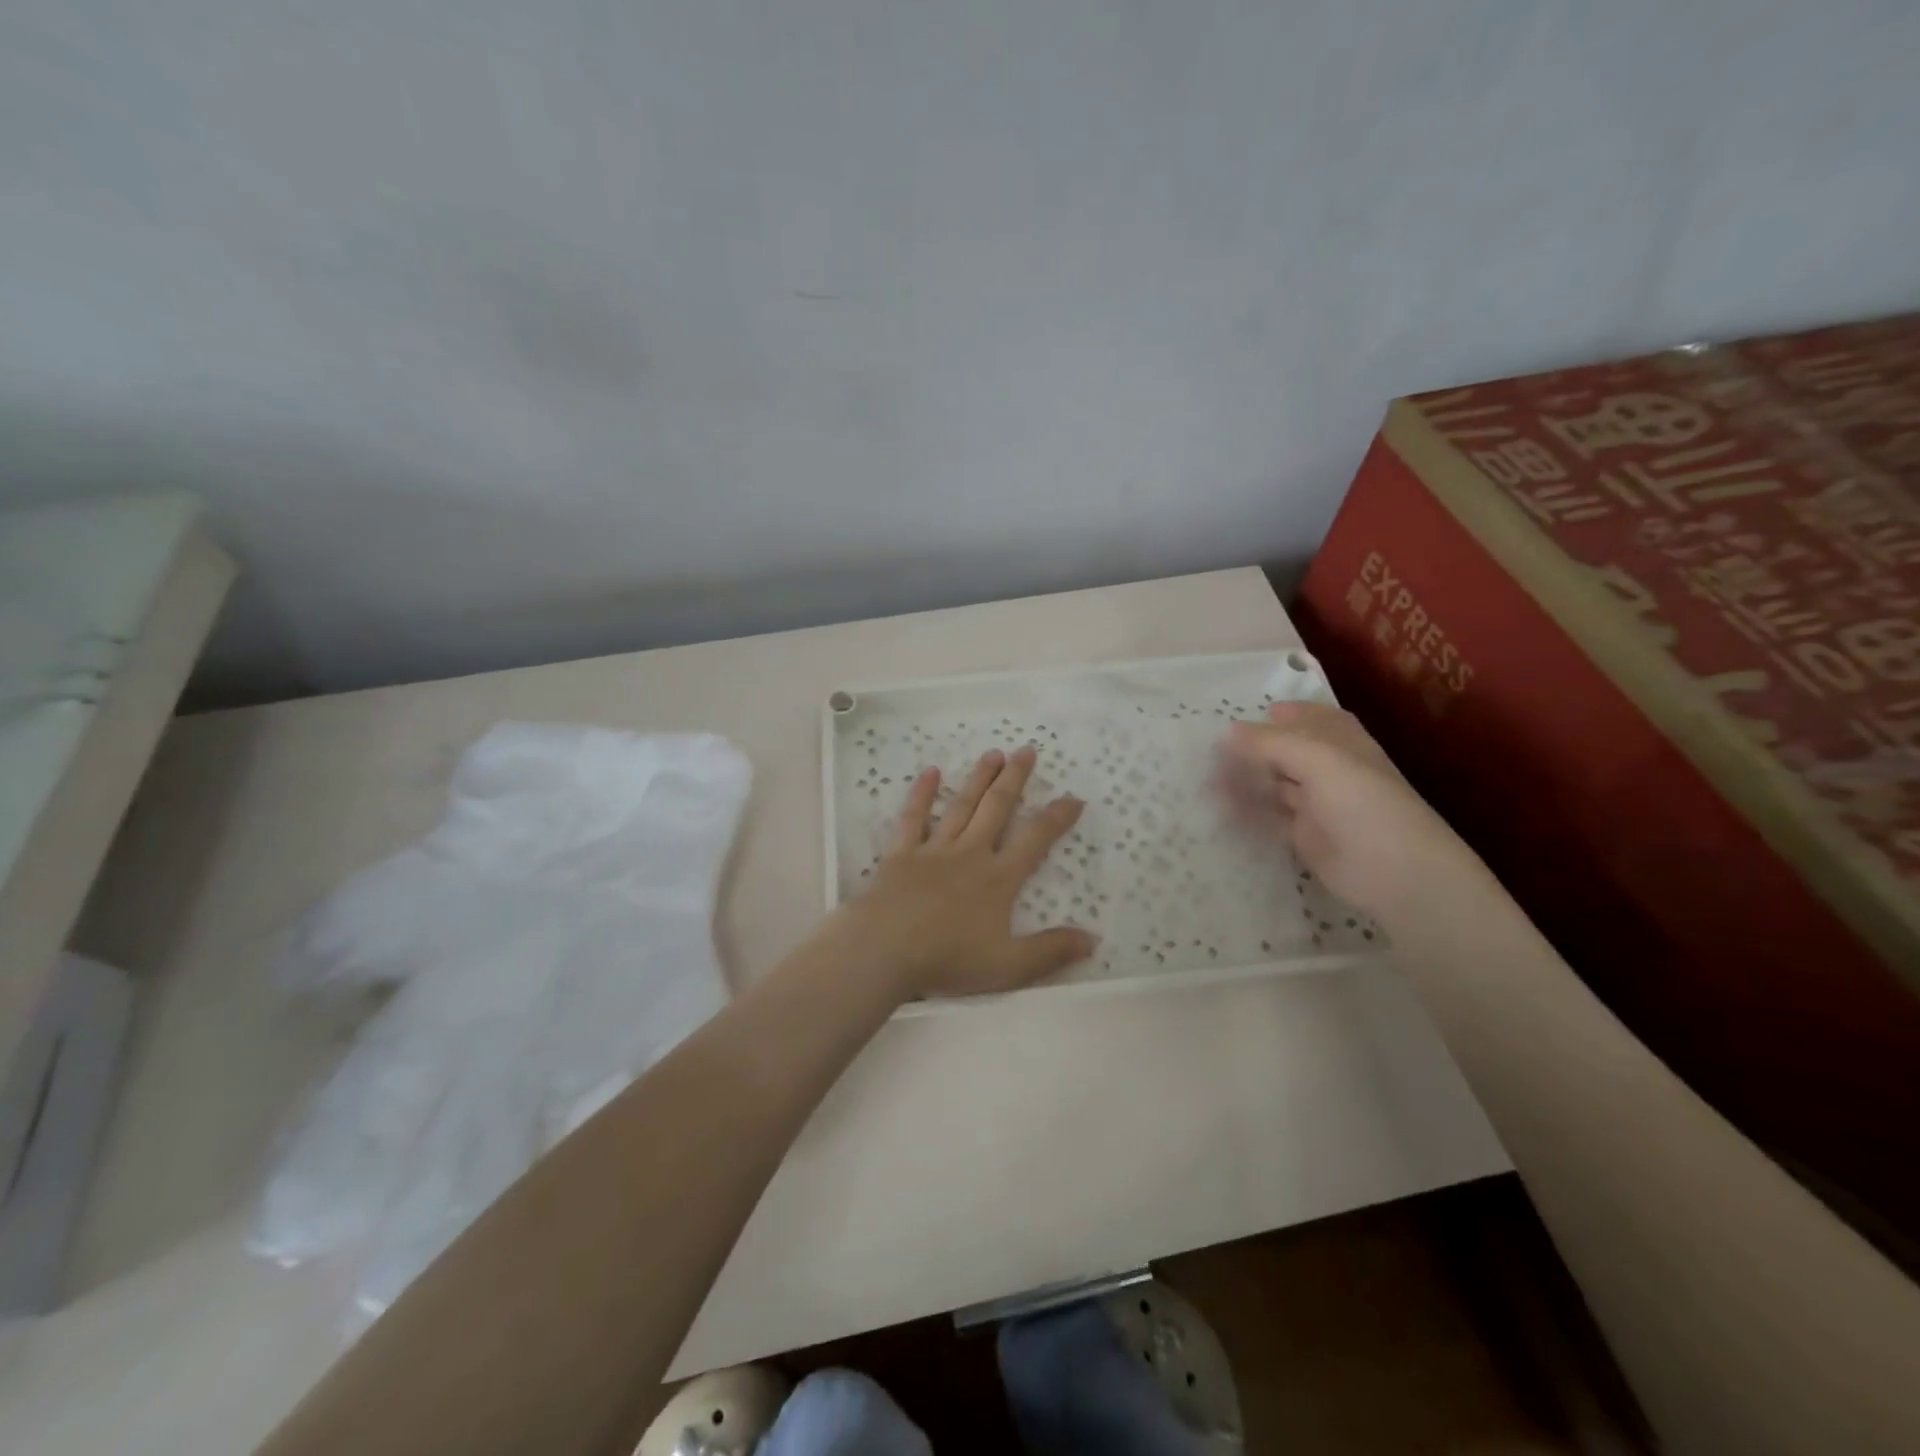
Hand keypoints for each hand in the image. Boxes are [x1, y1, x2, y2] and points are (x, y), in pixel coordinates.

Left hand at [828, 746, 1097, 1000]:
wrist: (885, 949)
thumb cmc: (948, 959)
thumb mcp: (1009, 966)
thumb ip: (1051, 951)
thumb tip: (1093, 939)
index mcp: (998, 878)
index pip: (1036, 840)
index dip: (1057, 818)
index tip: (1073, 797)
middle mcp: (970, 854)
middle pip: (997, 808)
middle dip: (1014, 778)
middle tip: (1026, 750)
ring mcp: (934, 849)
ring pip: (962, 806)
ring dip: (979, 779)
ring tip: (993, 753)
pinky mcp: (901, 853)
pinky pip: (913, 817)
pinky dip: (922, 794)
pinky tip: (931, 772)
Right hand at [1216, 702, 1482, 922]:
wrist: (1395, 871)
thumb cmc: (1362, 802)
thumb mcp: (1317, 760)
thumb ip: (1270, 743)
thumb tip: (1229, 731)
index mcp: (1341, 744)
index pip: (1311, 720)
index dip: (1282, 716)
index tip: (1244, 718)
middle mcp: (1329, 770)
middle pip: (1285, 753)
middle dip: (1252, 752)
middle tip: (1211, 754)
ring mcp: (1317, 805)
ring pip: (1274, 787)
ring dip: (1244, 783)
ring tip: (1207, 784)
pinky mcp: (1306, 837)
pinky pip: (1271, 820)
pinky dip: (1248, 815)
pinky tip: (1222, 813)